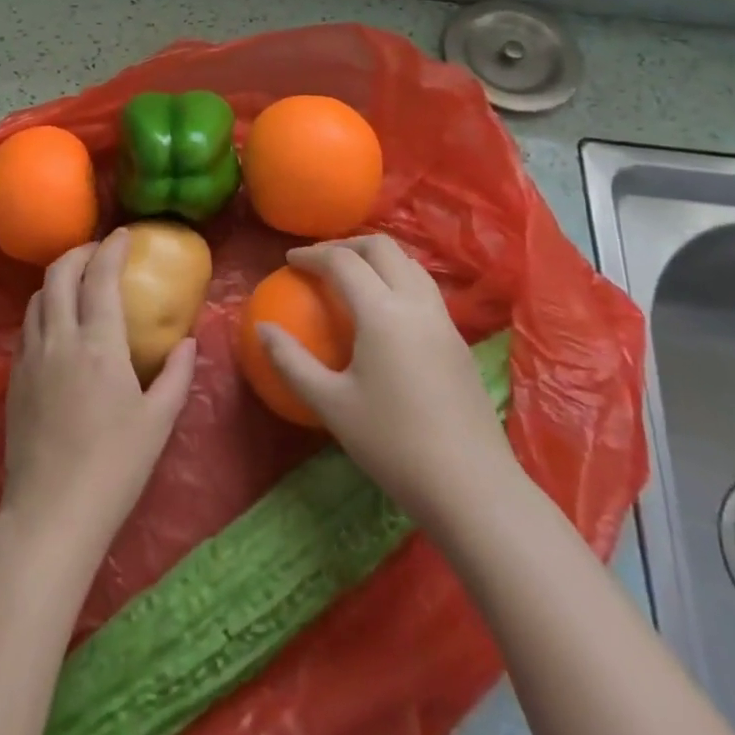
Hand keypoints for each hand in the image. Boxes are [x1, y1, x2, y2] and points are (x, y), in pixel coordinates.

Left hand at [0, 230, 196, 568]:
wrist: (51, 514)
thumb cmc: (114, 467)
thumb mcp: (158, 421)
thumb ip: (176, 375)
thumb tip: (189, 342)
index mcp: (98, 343)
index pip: (100, 276)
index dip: (111, 248)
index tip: (123, 236)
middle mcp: (59, 338)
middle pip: (59, 274)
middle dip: (78, 252)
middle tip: (98, 252)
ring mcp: (30, 357)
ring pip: (37, 297)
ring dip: (58, 278)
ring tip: (77, 281)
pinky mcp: (14, 378)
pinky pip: (26, 326)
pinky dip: (43, 308)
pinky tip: (56, 323)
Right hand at [258, 234, 516, 524]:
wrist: (473, 489)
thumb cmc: (393, 445)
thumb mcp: (331, 405)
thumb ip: (291, 362)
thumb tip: (262, 329)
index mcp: (382, 312)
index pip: (343, 261)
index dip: (312, 255)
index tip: (289, 262)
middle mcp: (416, 303)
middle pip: (383, 248)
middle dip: (347, 244)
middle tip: (320, 261)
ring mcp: (444, 321)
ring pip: (410, 264)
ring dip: (377, 259)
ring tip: (352, 277)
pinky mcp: (459, 343)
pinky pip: (425, 290)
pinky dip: (398, 280)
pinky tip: (385, 313)